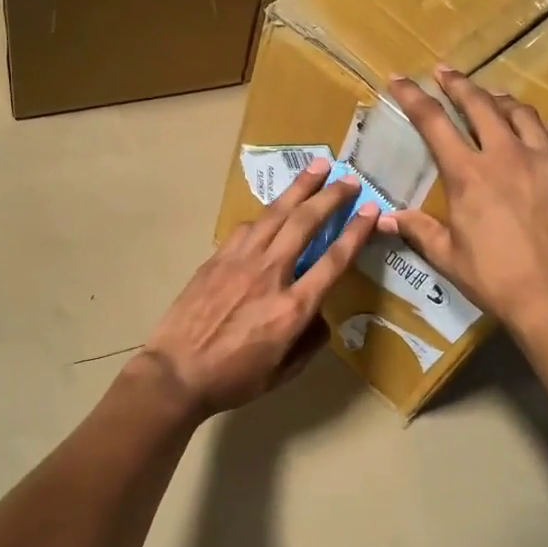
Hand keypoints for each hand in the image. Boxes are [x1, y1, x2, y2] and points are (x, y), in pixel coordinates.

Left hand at [139, 162, 379, 417]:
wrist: (176, 373)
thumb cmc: (233, 379)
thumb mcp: (283, 373)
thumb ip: (309, 342)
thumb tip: (319, 316)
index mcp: (293, 308)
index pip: (334, 260)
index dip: (355, 232)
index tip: (371, 210)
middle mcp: (270, 274)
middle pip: (305, 223)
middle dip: (330, 196)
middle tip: (349, 177)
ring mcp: (240, 261)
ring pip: (275, 214)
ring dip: (299, 188)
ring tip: (317, 167)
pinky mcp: (217, 258)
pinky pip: (246, 227)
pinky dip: (265, 213)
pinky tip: (274, 208)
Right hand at [384, 66, 547, 333]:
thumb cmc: (495, 278)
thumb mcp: (447, 256)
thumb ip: (418, 229)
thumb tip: (385, 218)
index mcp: (468, 174)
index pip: (433, 122)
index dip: (413, 97)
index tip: (400, 79)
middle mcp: (507, 155)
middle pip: (480, 105)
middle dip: (459, 84)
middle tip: (446, 72)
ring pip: (524, 114)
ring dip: (503, 101)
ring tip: (494, 97)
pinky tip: (545, 130)